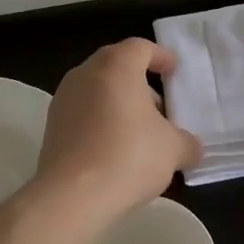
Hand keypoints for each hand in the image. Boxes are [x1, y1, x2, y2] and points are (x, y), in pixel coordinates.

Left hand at [36, 39, 202, 226]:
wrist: (71, 196)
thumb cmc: (128, 156)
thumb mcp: (172, 150)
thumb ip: (186, 142)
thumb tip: (192, 147)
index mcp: (117, 65)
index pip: (141, 47)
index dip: (160, 57)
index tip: (174, 70)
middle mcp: (87, 72)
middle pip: (117, 66)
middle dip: (140, 82)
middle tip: (160, 106)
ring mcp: (64, 98)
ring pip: (98, 89)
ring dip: (119, 103)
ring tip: (139, 132)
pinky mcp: (51, 126)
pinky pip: (83, 112)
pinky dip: (100, 121)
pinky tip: (114, 149)